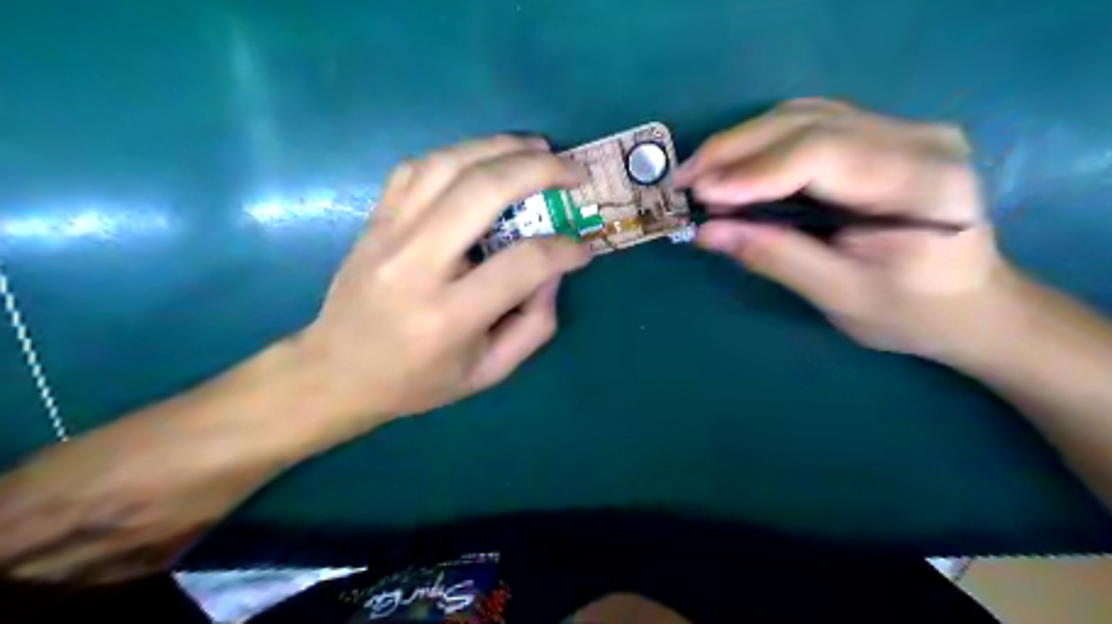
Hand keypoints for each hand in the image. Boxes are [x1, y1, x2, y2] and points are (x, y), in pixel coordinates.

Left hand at [293, 136, 589, 423]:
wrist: (337, 372)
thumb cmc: (418, 381)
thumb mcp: (489, 371)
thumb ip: (535, 325)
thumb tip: (555, 269)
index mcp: (449, 315)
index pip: (522, 263)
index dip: (564, 249)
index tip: (584, 248)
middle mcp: (416, 264)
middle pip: (483, 191)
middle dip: (539, 171)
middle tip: (574, 171)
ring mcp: (388, 234)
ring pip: (448, 165)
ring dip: (500, 147)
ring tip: (538, 148)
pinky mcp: (375, 220)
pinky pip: (417, 167)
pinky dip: (458, 153)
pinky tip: (484, 157)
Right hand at [677, 97, 1008, 360]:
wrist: (970, 304)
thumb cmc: (910, 312)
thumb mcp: (839, 294)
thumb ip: (774, 256)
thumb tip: (706, 232)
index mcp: (920, 182)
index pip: (821, 154)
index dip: (753, 171)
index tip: (699, 193)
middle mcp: (916, 138)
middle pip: (807, 124)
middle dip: (735, 150)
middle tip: (683, 179)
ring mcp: (900, 130)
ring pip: (803, 116)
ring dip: (743, 143)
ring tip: (700, 173)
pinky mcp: (881, 136)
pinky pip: (810, 125)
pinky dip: (763, 143)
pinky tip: (735, 165)